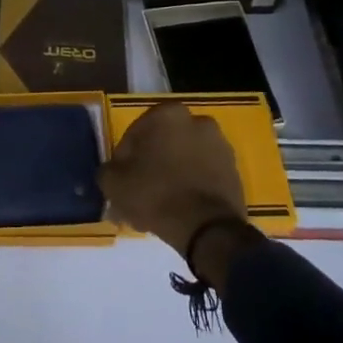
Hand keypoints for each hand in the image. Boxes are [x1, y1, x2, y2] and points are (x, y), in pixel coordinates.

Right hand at [100, 102, 246, 253]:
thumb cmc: (156, 194)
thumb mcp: (114, 183)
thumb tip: (112, 172)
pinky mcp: (234, 170)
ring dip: (171, 176)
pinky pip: (203, 175)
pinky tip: (179, 210)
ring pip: (184, 160)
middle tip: (139, 194)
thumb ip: (108, 170)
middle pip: (162, 145)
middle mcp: (197, 120)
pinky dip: (191, 186)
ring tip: (159, 207)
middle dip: (150, 166)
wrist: (207, 228)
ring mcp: (220, 145)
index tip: (121, 182)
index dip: (123, 160)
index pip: (135, 134)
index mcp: (168, 114)